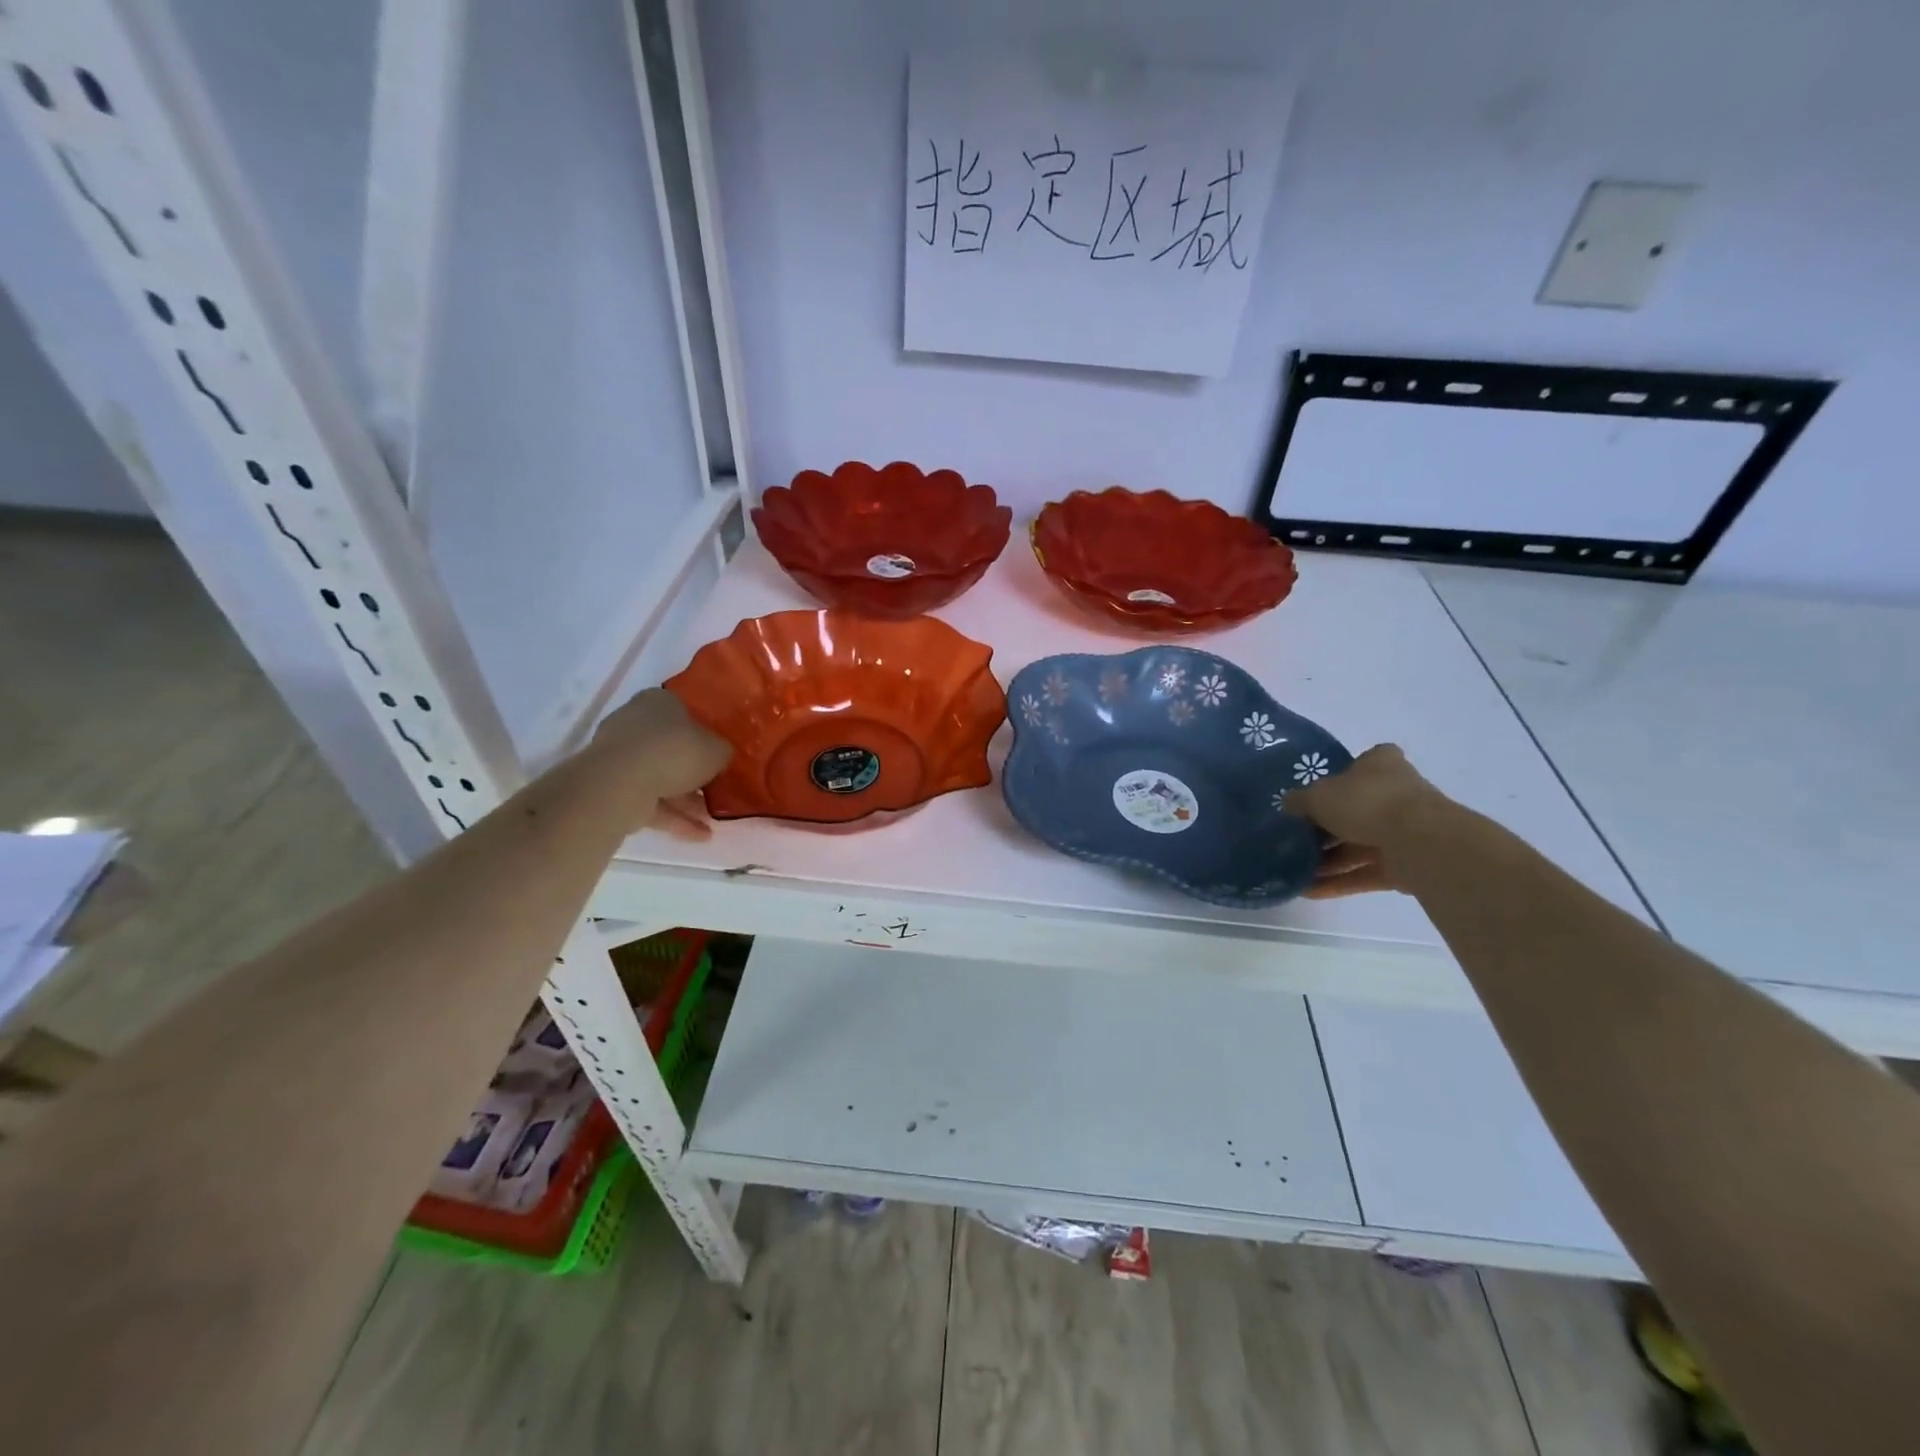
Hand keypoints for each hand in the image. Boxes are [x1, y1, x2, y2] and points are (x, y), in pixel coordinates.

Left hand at [588, 688, 731, 837]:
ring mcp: (620, 757)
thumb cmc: (674, 751)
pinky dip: (674, 817)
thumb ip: (723, 751)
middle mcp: (635, 723)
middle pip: (672, 747)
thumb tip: (722, 756)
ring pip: (661, 777)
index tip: (721, 751)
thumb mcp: (717, 749)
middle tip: (719, 787)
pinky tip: (701, 835)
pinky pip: (650, 801)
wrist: (620, 783)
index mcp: (659, 702)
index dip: (706, 732)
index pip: (685, 712)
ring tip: (714, 818)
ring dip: (687, 799)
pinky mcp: (612, 788)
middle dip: (695, 770)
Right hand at [1285, 744, 1451, 898]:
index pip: (1361, 763)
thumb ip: (1299, 800)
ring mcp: (1405, 831)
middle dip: (1326, 827)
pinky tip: (1309, 890)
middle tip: (1295, 838)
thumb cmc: (1366, 802)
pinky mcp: (1406, 865)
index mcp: (1381, 765)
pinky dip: (1340, 881)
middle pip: (1356, 809)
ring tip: (1296, 870)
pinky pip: (1366, 872)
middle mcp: (1397, 793)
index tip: (1315, 792)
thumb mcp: (1318, 796)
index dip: (1338, 776)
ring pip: (1359, 844)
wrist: (1420, 842)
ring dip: (1328, 859)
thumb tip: (1288, 803)